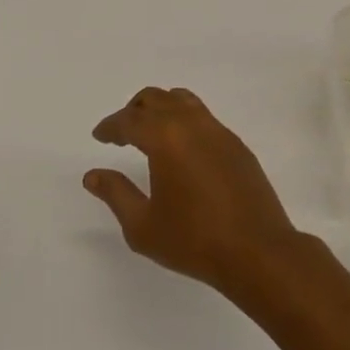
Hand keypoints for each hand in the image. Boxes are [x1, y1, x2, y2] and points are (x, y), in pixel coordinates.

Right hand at [84, 87, 306, 296]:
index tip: (100, 136)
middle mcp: (192, 124)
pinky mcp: (237, 144)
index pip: (130, 120)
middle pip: (156, 99)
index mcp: (165, 138)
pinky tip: (182, 151)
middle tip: (122, 133)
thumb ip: (116, 194)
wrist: (257, 251)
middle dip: (134, 111)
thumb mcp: (143, 225)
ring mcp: (219, 131)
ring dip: (161, 109)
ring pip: (183, 100)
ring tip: (151, 135)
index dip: (111, 126)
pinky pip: (204, 117)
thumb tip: (93, 175)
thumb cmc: (193, 240)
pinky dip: (185, 121)